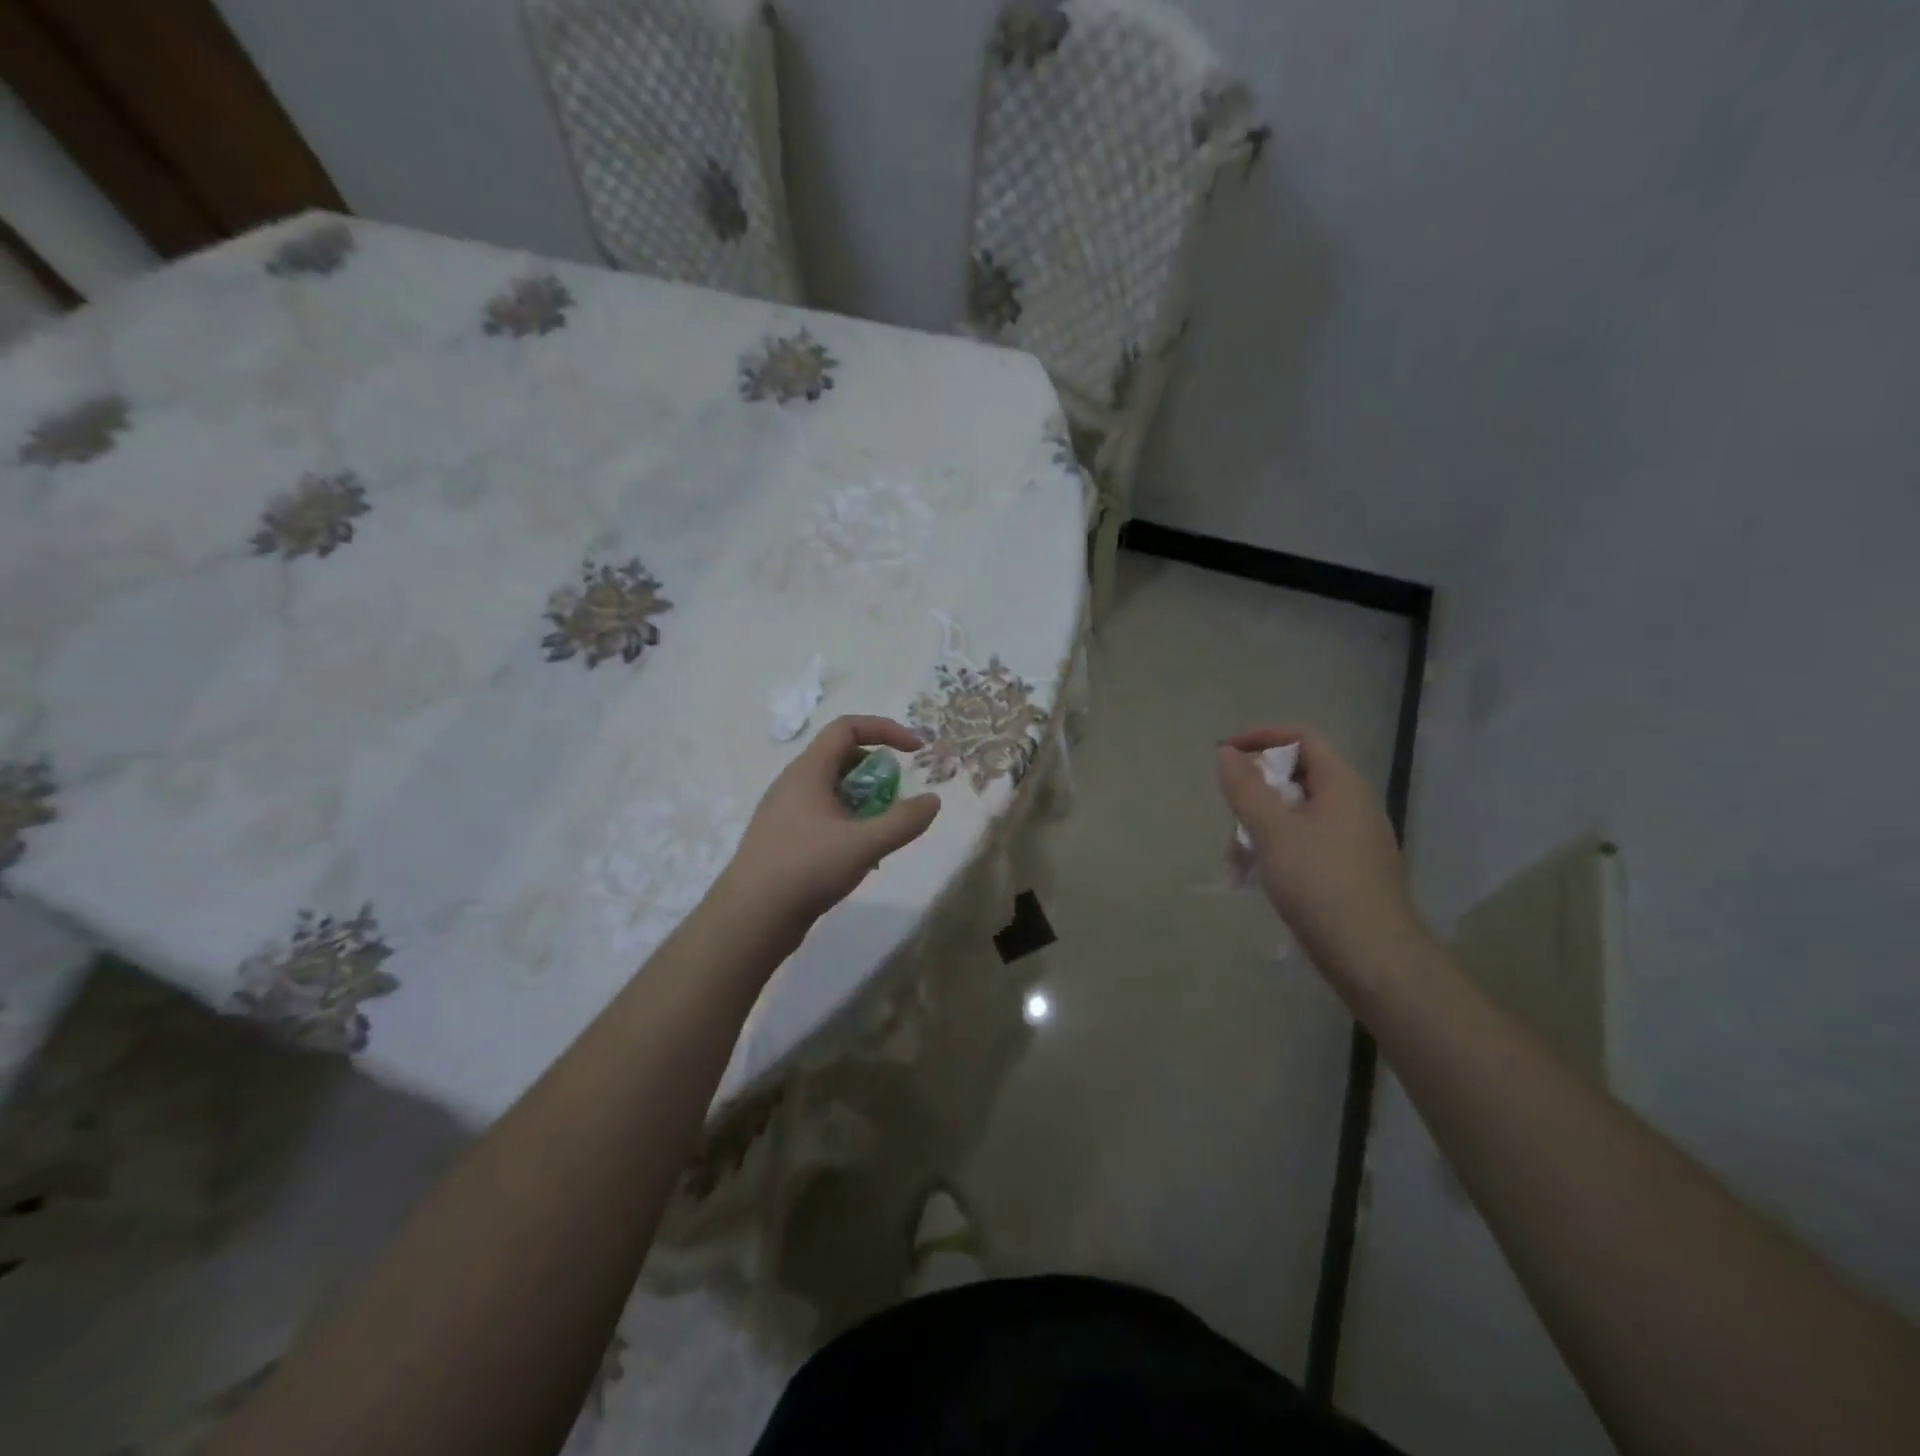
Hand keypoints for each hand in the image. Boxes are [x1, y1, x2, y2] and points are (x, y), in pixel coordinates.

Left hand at [716, 716, 941, 939]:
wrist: (750, 918)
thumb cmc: (806, 869)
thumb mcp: (863, 845)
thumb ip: (903, 821)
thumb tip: (932, 801)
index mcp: (807, 771)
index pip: (847, 727)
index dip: (885, 730)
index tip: (916, 751)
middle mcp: (793, 783)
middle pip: (842, 757)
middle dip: (877, 772)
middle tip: (897, 799)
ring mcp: (785, 812)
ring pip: (833, 789)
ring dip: (864, 801)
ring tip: (881, 832)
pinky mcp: (784, 838)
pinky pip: (823, 815)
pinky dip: (848, 823)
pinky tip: (859, 857)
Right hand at [1215, 725, 1427, 981]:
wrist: (1373, 956)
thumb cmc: (1320, 883)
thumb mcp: (1273, 831)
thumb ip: (1246, 788)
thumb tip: (1227, 753)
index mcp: (1342, 784)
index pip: (1302, 737)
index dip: (1261, 737)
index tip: (1224, 753)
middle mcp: (1352, 804)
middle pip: (1296, 776)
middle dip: (1254, 792)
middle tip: (1230, 817)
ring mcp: (1352, 839)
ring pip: (1295, 813)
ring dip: (1259, 827)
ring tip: (1237, 861)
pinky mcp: (1347, 869)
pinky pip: (1304, 842)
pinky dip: (1276, 849)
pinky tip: (1255, 878)